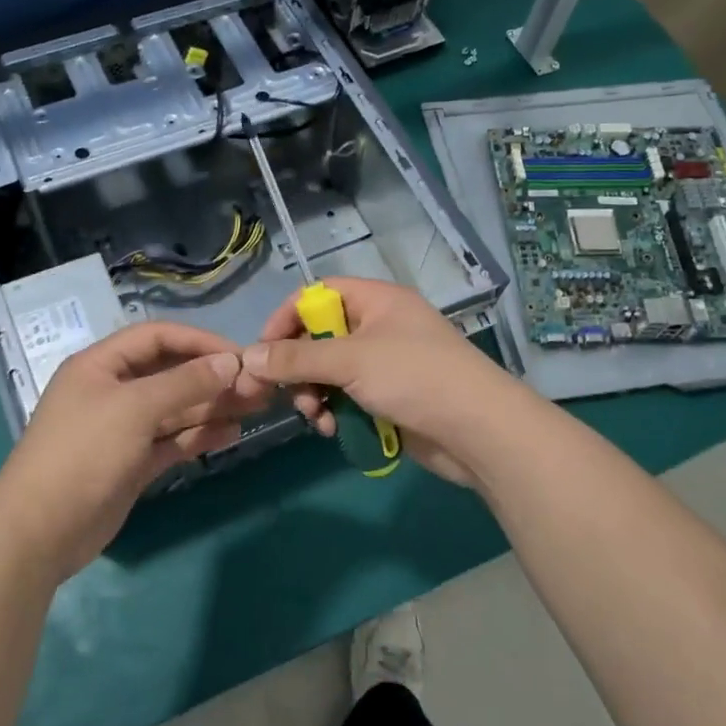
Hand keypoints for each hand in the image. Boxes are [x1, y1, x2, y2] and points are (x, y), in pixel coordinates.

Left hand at [0, 322, 271, 579]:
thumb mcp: (134, 409)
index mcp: (100, 365)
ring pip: (175, 409)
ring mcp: (123, 429)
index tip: (238, 355)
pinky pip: (172, 440)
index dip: (198, 341)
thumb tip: (230, 362)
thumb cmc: (83, 454)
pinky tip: (231, 434)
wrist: (40, 532)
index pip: (157, 337)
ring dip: (211, 406)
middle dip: (211, 377)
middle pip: (169, 373)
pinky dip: (199, 436)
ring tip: (254, 407)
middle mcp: (112, 391)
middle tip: (257, 386)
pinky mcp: (133, 463)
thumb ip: (184, 383)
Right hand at [241, 278, 528, 486]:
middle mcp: (379, 327)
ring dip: (314, 395)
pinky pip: (347, 398)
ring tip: (316, 417)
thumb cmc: (415, 378)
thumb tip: (246, 357)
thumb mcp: (350, 361)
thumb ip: (295, 359)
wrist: (478, 431)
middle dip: (299, 368)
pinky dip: (335, 412)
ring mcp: (385, 365)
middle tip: (284, 394)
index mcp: (376, 301)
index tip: (262, 351)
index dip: (286, 318)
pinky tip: (333, 429)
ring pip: (330, 373)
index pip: (317, 295)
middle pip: (319, 337)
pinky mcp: (389, 399)